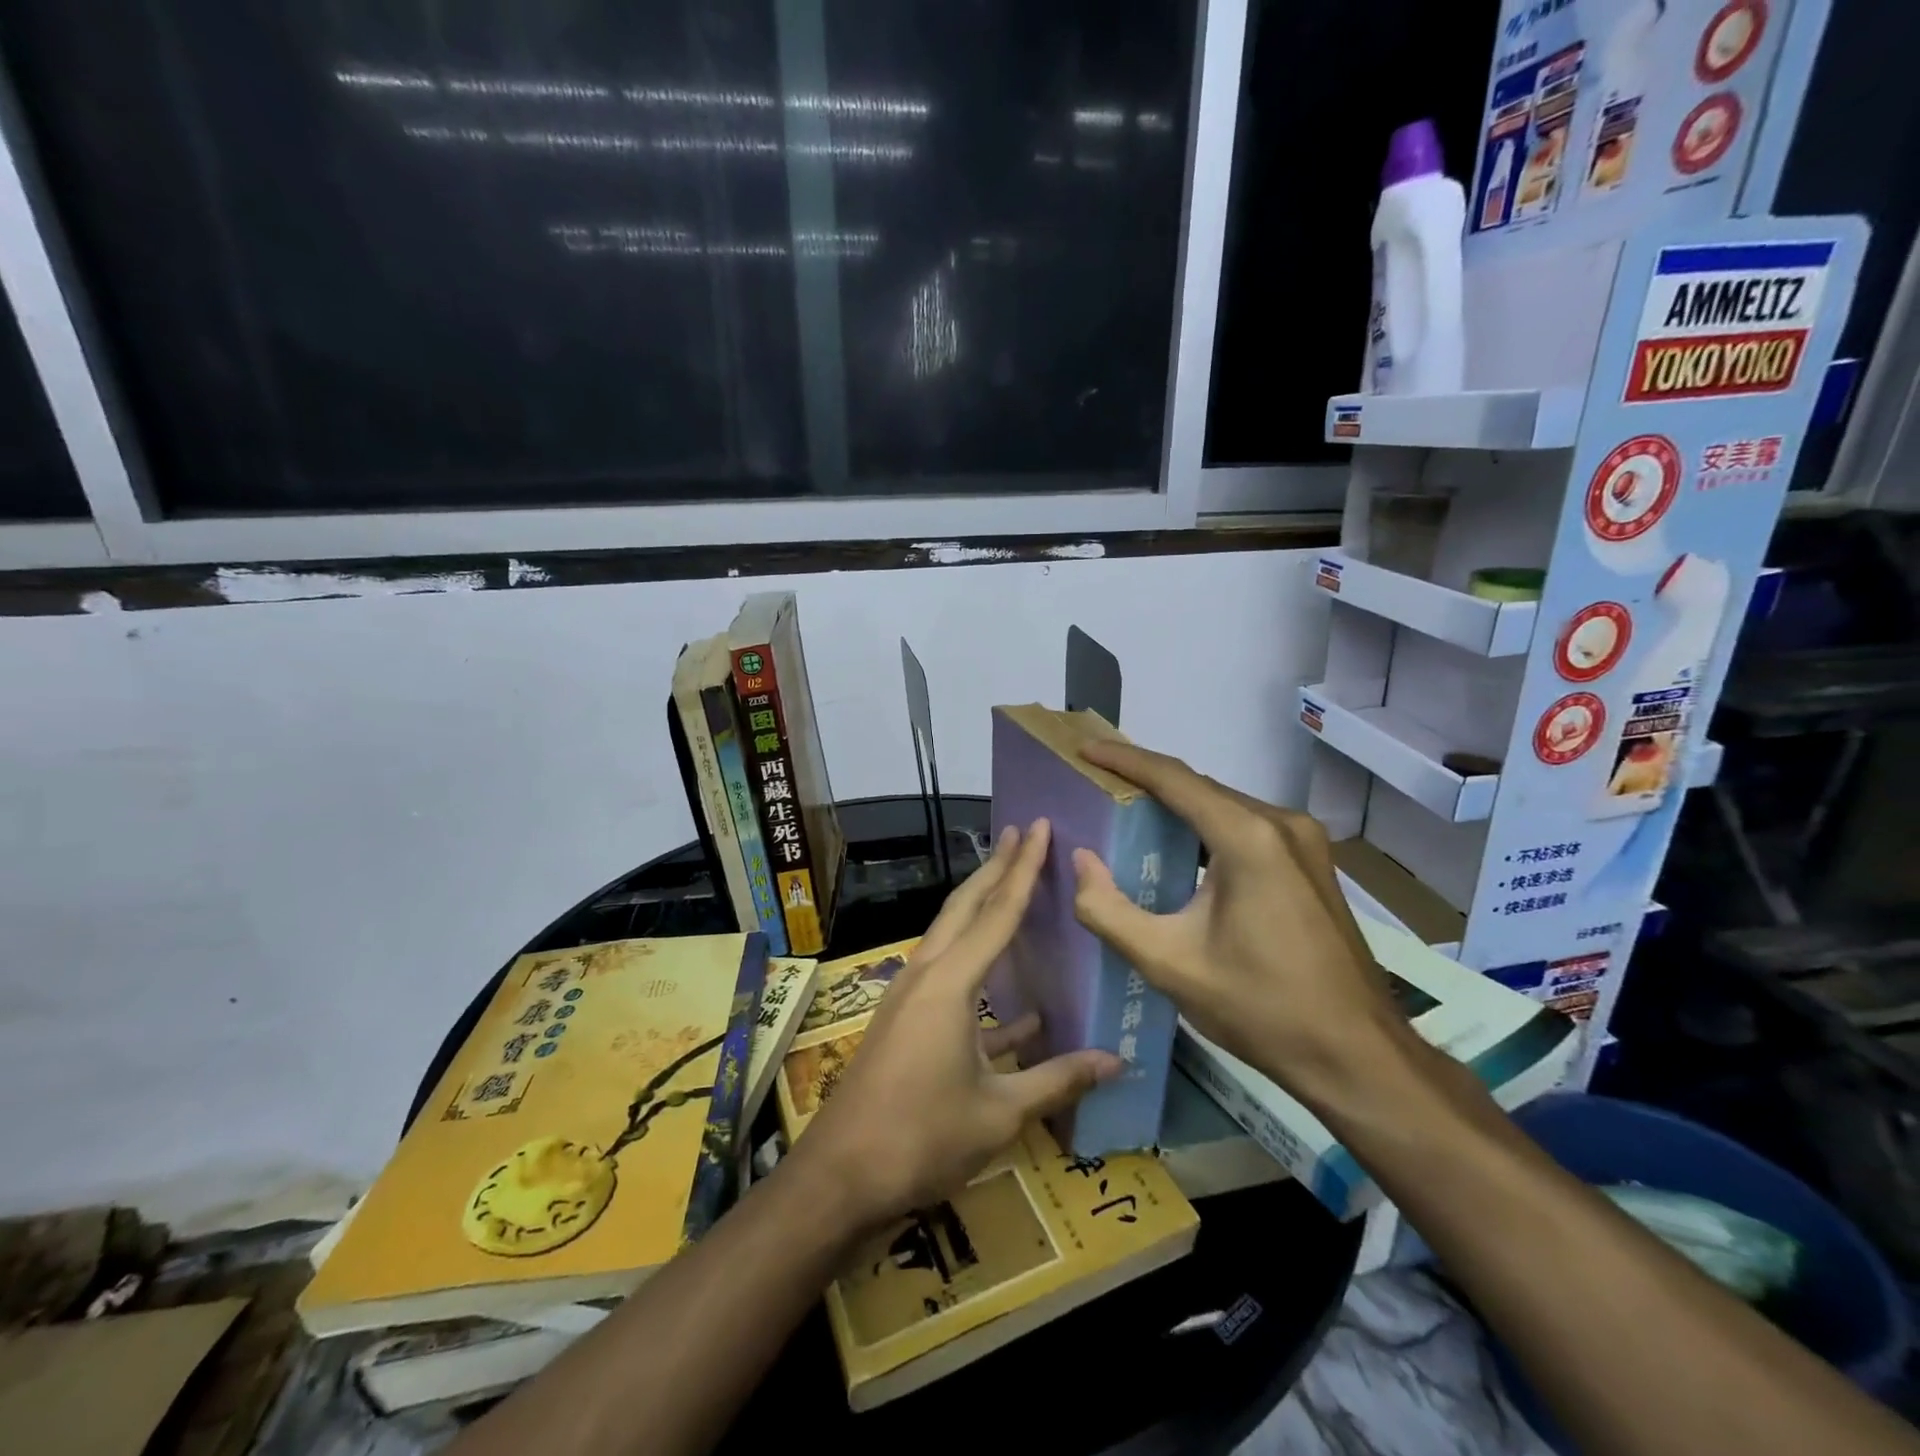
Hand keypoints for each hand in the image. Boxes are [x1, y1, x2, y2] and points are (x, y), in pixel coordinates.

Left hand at [792, 820, 1122, 1228]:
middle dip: (996, 867)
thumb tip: (1117, 1062)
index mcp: (951, 982)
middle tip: (1022, 832)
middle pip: (966, 907)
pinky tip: (1022, 1006)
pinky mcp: (906, 1021)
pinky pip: (950, 980)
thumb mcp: (999, 1112)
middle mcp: (927, 974)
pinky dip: (982, 978)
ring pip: (954, 936)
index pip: (998, 911)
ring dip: (984, 909)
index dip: (1024, 867)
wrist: (841, 1176)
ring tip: (1014, 886)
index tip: (1038, 826)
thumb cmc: (922, 1138)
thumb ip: (1058, 1080)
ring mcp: (911, 996)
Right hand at [1069, 741, 1406, 1107]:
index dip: (1124, 759)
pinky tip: (1178, 845)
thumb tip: (1081, 861)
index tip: (1085, 748)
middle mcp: (1282, 824)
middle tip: (1097, 781)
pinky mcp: (1312, 862)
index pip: (1174, 779)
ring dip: (1177, 805)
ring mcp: (1304, 841)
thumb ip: (1108, 910)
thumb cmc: (1260, 1008)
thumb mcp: (1168, 963)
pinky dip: (1206, 827)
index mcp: (1249, 838)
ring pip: (1224, 806)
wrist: (1357, 1055)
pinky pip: (1246, 827)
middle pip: (1201, 788)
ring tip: (1126, 809)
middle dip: (1147, 781)